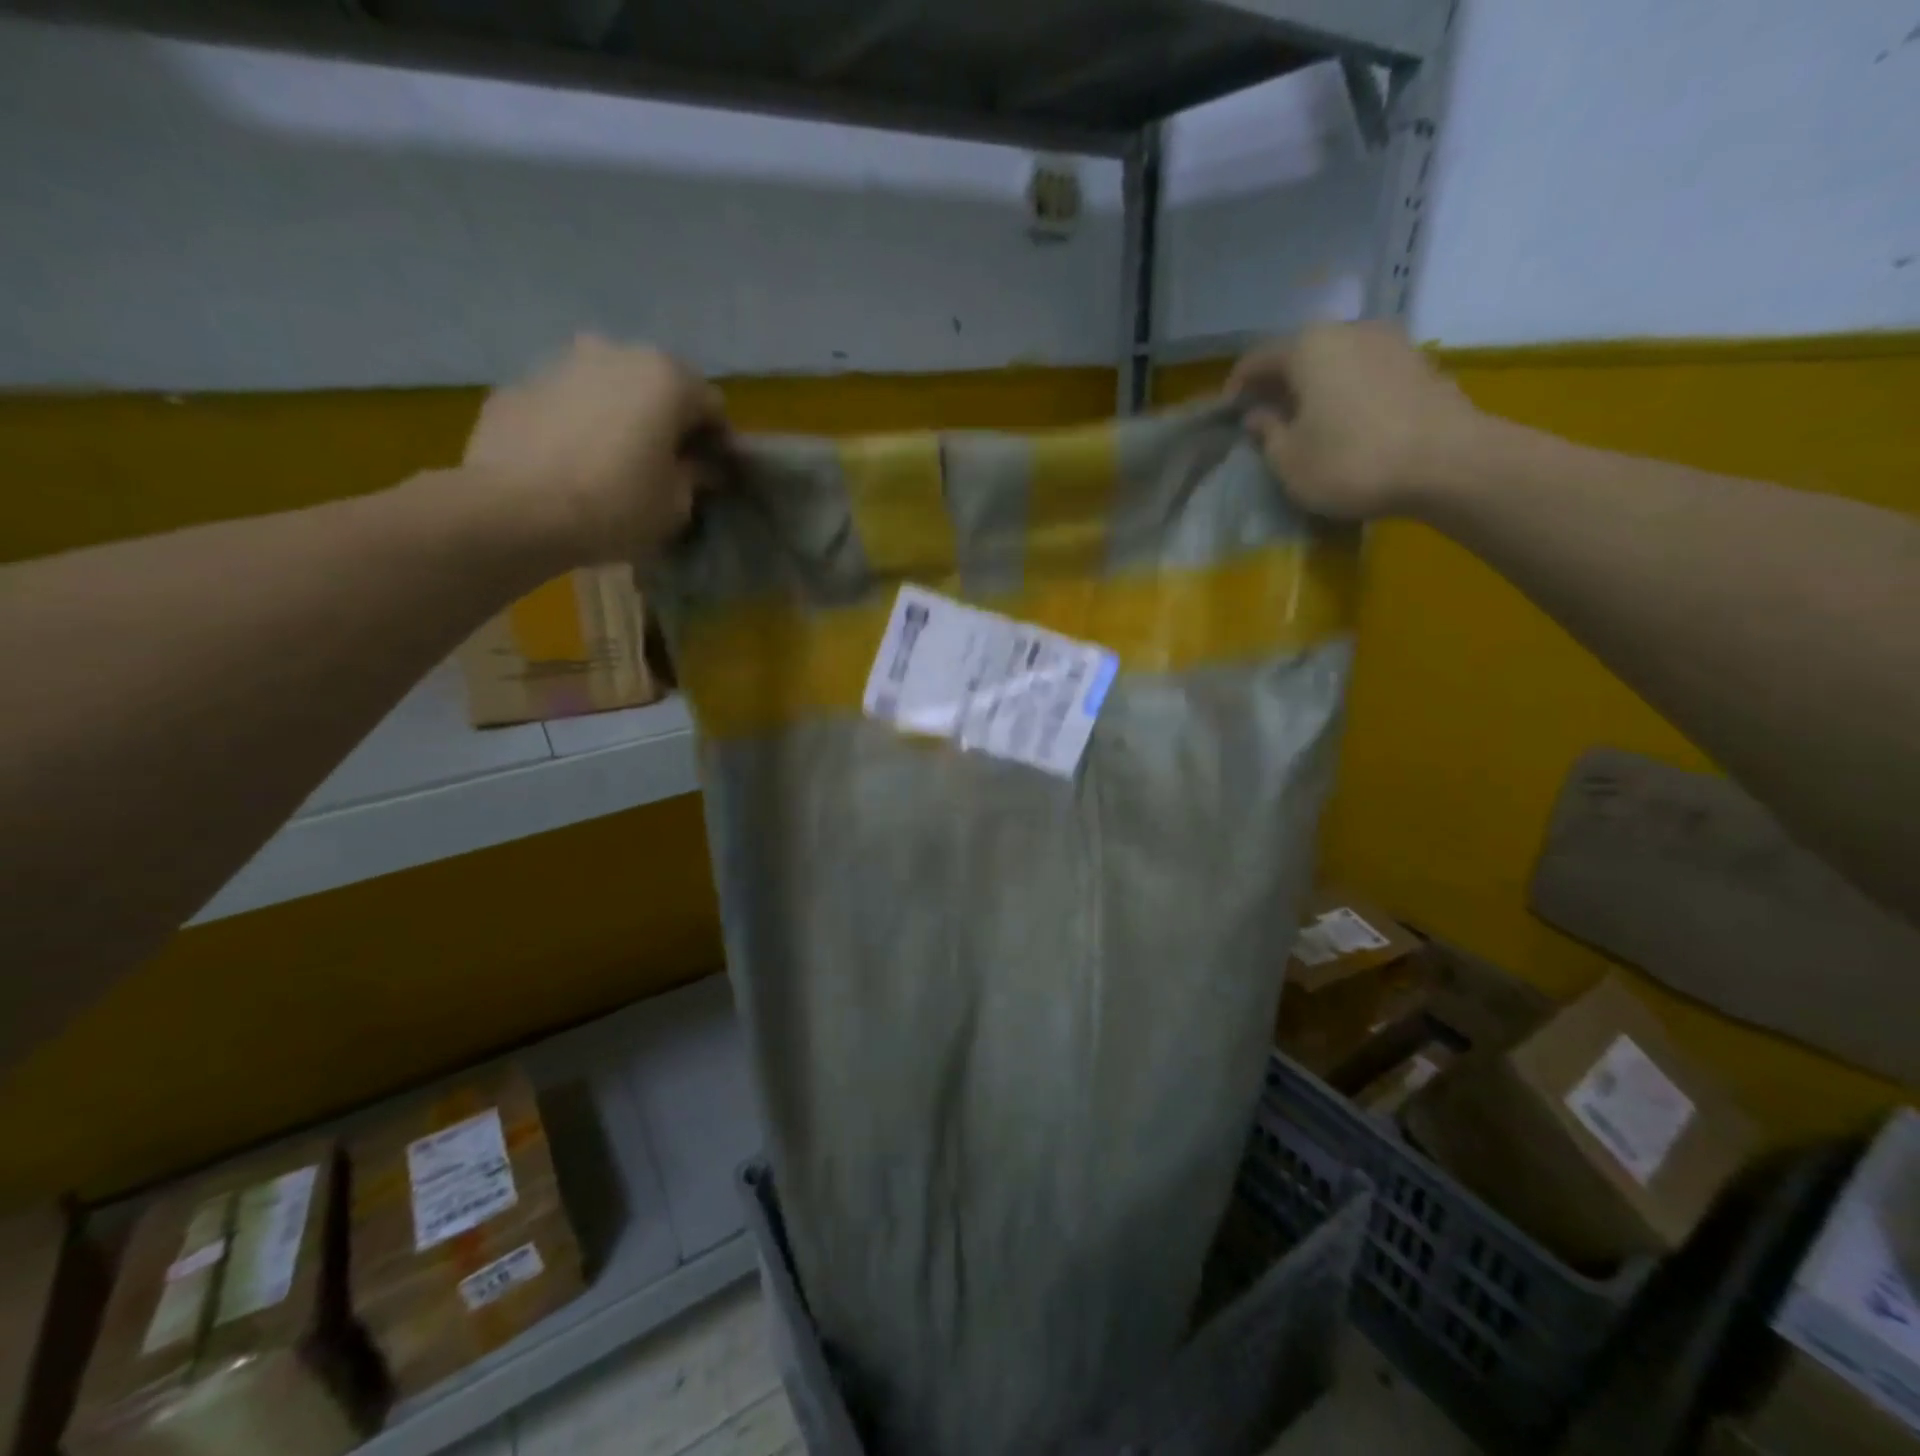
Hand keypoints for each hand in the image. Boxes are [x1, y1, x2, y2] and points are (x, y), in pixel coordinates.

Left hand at [464, 335, 724, 563]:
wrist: (514, 510)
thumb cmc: (616, 506)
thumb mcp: (677, 505)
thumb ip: (697, 476)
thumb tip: (702, 466)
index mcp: (667, 377)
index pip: (712, 405)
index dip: (716, 442)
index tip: (711, 474)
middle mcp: (616, 352)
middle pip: (658, 385)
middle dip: (667, 419)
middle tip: (664, 463)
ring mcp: (561, 361)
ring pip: (608, 386)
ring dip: (620, 414)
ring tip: (613, 459)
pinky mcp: (519, 383)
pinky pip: (566, 401)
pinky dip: (577, 422)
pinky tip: (571, 461)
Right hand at [1227, 322, 1479, 519]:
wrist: (1448, 463)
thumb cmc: (1351, 462)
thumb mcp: (1289, 460)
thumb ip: (1267, 433)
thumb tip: (1257, 414)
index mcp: (1308, 347)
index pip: (1257, 359)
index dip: (1237, 387)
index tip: (1227, 415)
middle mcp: (1349, 330)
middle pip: (1300, 354)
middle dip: (1278, 384)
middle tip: (1264, 418)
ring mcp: (1391, 343)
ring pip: (1336, 361)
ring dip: (1315, 387)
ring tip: (1305, 421)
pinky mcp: (1419, 364)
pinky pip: (1366, 373)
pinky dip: (1346, 392)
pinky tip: (1345, 422)